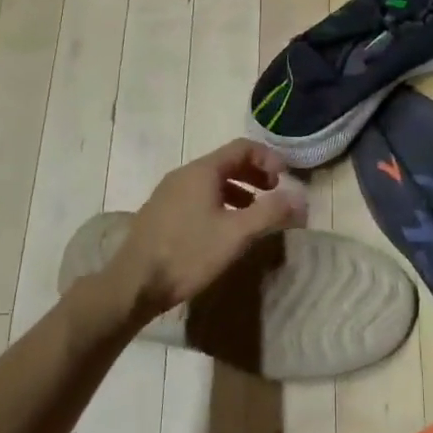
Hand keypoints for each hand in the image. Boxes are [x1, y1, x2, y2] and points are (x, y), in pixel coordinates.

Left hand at [104, 140, 308, 321]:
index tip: (285, 179)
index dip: (268, 158)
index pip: (242, 147)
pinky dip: (219, 202)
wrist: (132, 285)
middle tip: (274, 195)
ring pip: (211, 181)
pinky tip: (223, 230)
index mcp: (203, 170)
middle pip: (226, 162)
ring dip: (238, 191)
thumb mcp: (236, 235)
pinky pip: (197, 196)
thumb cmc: (187, 254)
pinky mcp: (160, 212)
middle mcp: (184, 174)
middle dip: (255, 175)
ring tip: (253, 215)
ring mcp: (168, 192)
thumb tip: (300, 198)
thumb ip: (270, 213)